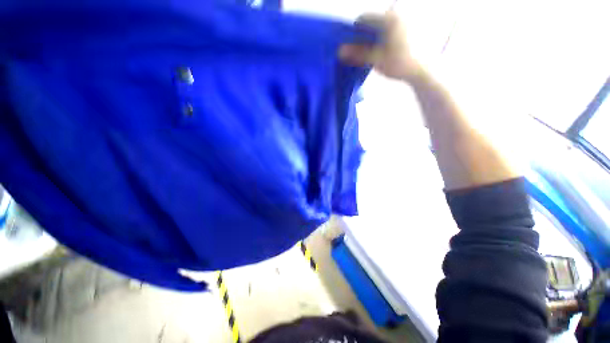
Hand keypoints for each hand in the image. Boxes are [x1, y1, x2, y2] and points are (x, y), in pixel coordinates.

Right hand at [339, 11, 423, 81]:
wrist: (420, 71)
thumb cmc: (398, 64)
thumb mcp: (376, 59)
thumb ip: (358, 53)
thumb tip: (340, 51)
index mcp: (388, 19)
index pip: (363, 18)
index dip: (354, 31)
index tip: (350, 45)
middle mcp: (395, 15)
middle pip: (371, 22)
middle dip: (361, 35)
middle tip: (358, 51)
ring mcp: (401, 22)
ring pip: (378, 27)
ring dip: (370, 39)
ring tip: (368, 53)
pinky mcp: (405, 30)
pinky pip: (386, 30)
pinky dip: (378, 39)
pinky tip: (378, 51)